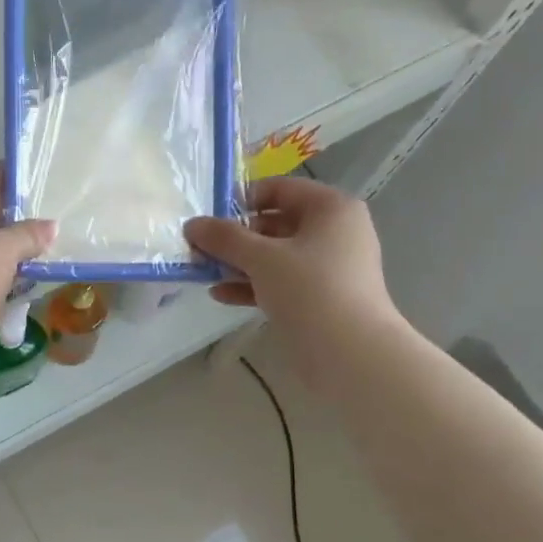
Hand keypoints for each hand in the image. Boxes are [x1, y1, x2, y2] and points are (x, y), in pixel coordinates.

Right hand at [184, 177, 404, 365]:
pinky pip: (281, 282)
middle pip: (276, 223)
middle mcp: (334, 231)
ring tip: (205, 273)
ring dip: (240, 263)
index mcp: (330, 208)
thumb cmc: (310, 289)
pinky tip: (221, 295)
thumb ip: (225, 238)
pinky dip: (253, 285)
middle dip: (236, 237)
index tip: (210, 218)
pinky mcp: (320, 297)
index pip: (280, 189)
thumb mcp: (261, 258)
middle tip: (201, 249)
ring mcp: (328, 267)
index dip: (242, 199)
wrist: (350, 352)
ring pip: (276, 256)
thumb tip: (192, 224)